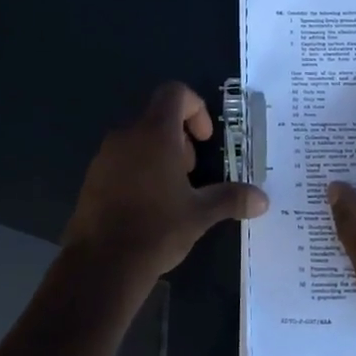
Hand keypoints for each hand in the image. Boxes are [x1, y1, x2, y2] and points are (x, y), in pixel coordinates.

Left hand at [59, 82, 268, 305]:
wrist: (102, 263)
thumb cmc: (157, 229)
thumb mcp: (200, 214)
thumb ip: (231, 199)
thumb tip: (263, 199)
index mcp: (154, 133)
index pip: (175, 93)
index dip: (196, 108)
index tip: (204, 140)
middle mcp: (127, 135)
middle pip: (157, 116)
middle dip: (180, 137)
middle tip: (191, 173)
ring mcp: (105, 155)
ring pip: (138, 138)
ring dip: (159, 154)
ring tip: (171, 192)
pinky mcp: (92, 176)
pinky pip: (121, 159)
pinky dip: (138, 169)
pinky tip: (147, 206)